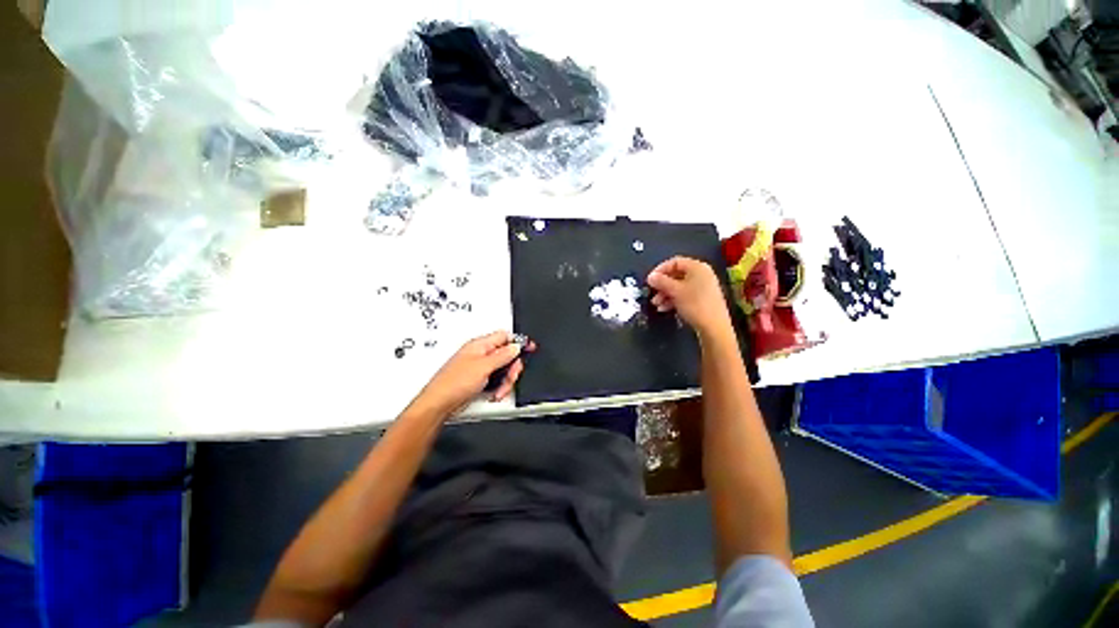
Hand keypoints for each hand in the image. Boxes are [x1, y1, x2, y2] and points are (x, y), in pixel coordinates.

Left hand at [412, 331, 534, 415]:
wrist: (439, 404)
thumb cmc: (453, 383)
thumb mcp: (483, 367)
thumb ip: (502, 355)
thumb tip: (516, 346)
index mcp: (480, 345)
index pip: (504, 336)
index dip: (518, 342)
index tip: (529, 349)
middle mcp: (481, 355)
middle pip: (507, 355)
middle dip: (512, 367)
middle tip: (510, 376)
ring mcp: (480, 368)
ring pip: (504, 369)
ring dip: (506, 381)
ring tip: (500, 389)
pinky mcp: (480, 381)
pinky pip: (497, 380)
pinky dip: (499, 387)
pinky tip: (495, 393)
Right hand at [647, 257, 732, 336]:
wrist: (714, 327)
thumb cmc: (695, 304)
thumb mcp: (675, 291)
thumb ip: (661, 282)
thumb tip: (650, 277)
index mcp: (697, 267)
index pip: (674, 262)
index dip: (660, 269)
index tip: (650, 280)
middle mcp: (701, 274)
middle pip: (676, 275)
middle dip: (662, 285)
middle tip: (652, 293)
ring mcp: (703, 287)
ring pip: (678, 286)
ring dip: (665, 294)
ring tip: (657, 304)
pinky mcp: (702, 299)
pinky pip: (684, 294)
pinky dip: (673, 299)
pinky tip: (665, 308)